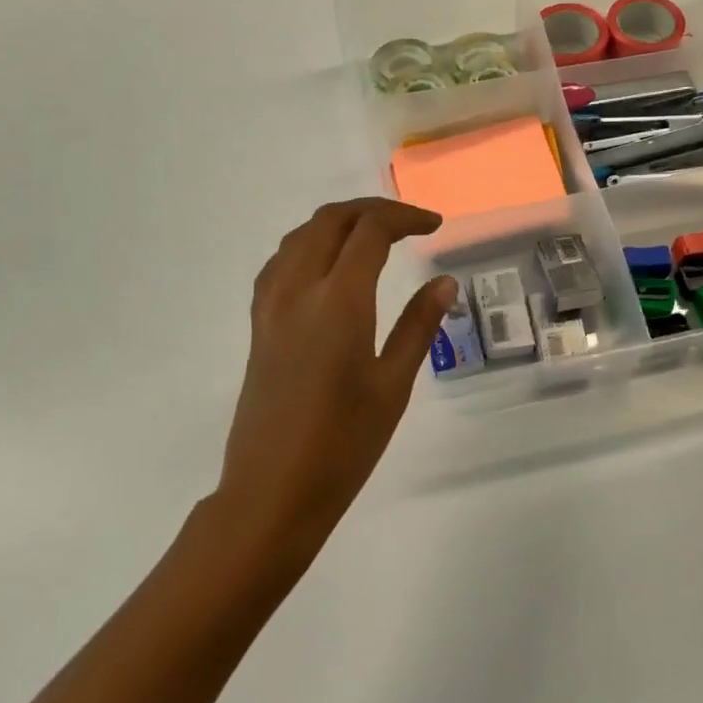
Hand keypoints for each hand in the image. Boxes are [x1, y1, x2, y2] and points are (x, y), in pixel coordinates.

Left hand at [215, 198, 455, 567]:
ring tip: (374, 239)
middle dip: (372, 211)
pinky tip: (328, 268)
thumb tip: (443, 282)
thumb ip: (418, 325)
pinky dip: (310, 246)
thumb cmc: (344, 444)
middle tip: (409, 225)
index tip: (434, 226)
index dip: (405, 218)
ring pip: (300, 236)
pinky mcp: (258, 325)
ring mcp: (270, 306)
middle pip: (330, 221)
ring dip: (338, 223)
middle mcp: (297, 290)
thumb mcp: (393, 385)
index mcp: (337, 301)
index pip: (369, 231)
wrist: (272, 491)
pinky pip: (281, 262)